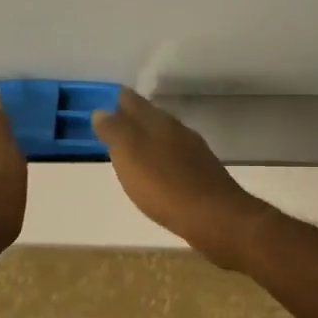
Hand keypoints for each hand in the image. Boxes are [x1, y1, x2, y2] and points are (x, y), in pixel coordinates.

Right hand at [92, 89, 266, 267]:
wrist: (216, 218)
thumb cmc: (165, 186)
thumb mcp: (130, 156)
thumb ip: (116, 132)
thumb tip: (102, 111)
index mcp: (160, 123)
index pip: (135, 102)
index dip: (119, 100)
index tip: (106, 100)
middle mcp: (180, 132)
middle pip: (153, 118)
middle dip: (135, 118)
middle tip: (116, 122)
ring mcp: (195, 154)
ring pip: (167, 138)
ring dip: (151, 139)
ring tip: (134, 147)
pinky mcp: (204, 176)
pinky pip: (177, 159)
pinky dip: (164, 160)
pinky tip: (159, 172)